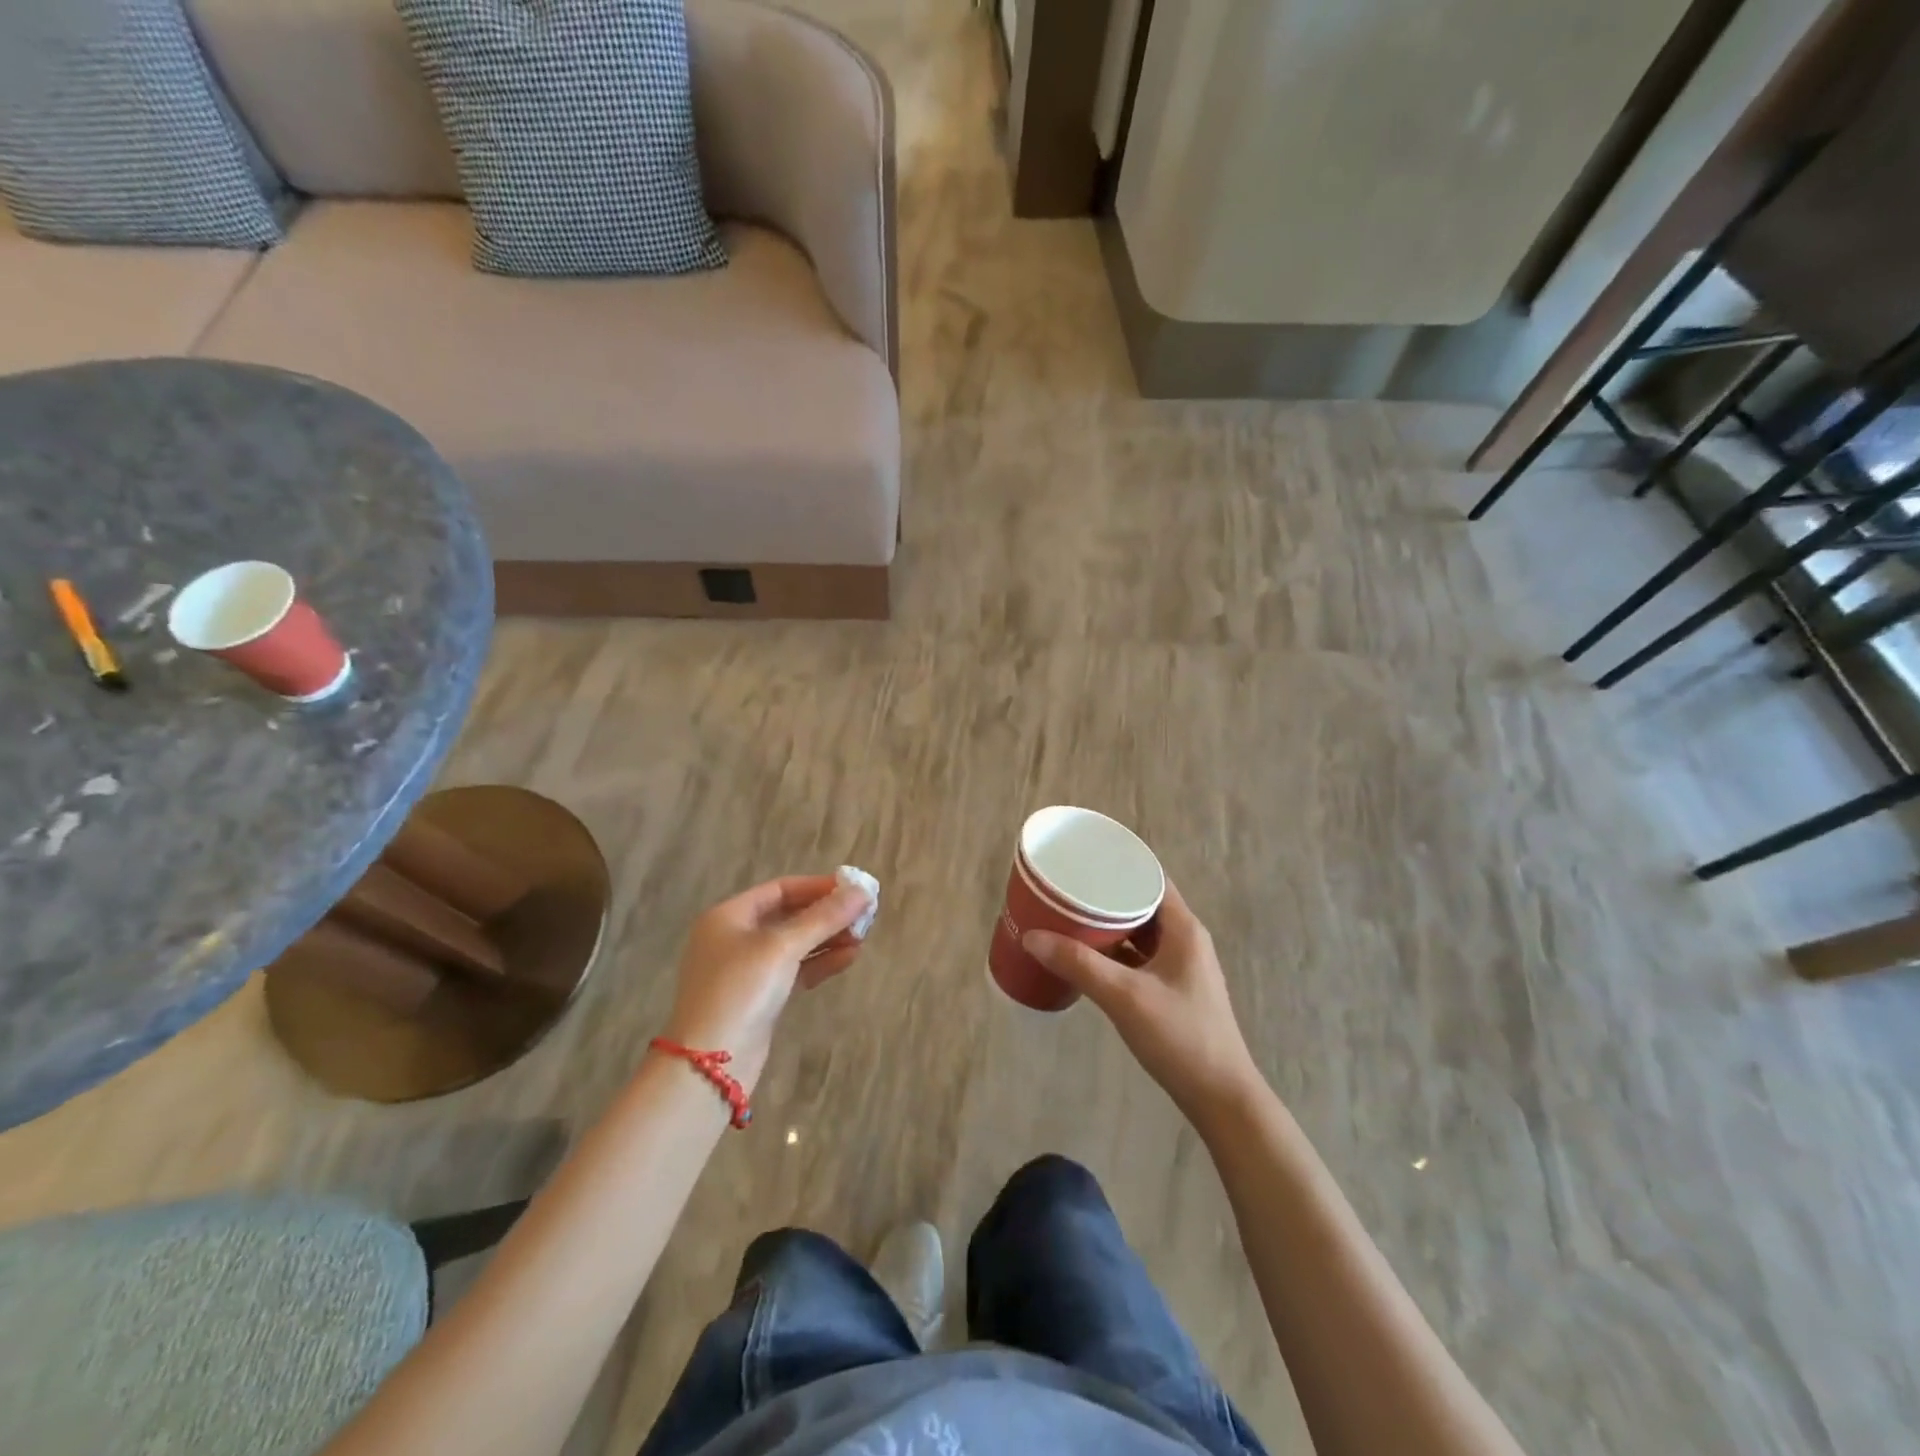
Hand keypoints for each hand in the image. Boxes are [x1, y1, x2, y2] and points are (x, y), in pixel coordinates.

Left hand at [662, 875, 872, 1089]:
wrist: (710, 1065)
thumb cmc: (741, 990)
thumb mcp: (783, 947)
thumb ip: (824, 918)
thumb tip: (863, 892)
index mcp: (729, 916)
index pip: (780, 889)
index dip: (818, 887)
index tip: (854, 890)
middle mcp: (734, 937)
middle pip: (788, 915)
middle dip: (826, 915)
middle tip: (864, 916)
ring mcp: (746, 969)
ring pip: (794, 944)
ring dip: (827, 939)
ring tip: (862, 939)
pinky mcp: (758, 996)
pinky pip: (794, 969)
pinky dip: (819, 962)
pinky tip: (848, 959)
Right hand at [1023, 880, 1261, 1125]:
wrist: (1220, 1097)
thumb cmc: (1180, 1036)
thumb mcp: (1125, 996)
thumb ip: (1078, 964)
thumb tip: (1031, 936)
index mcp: (1183, 928)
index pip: (1150, 877)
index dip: (1119, 863)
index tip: (1083, 856)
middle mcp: (1184, 939)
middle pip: (1141, 903)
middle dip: (1104, 894)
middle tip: (1066, 886)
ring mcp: (1179, 966)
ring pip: (1138, 931)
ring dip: (1108, 924)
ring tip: (1068, 915)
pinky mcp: (1171, 989)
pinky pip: (1138, 956)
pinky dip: (1114, 951)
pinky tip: (1086, 956)